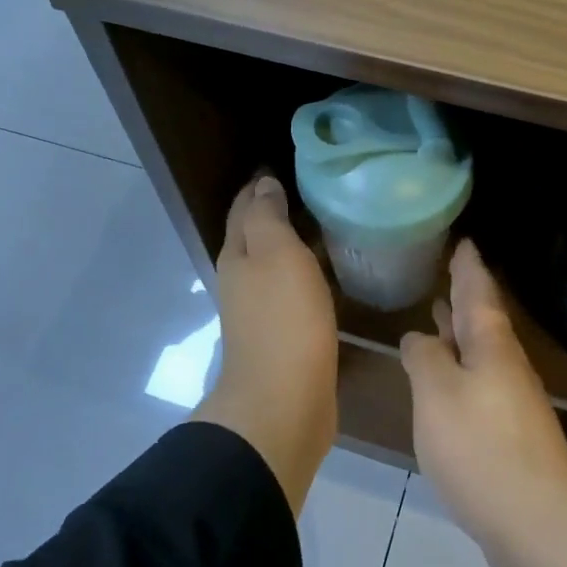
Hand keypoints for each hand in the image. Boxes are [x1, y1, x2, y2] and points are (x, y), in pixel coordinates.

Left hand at [192, 172, 339, 514]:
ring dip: (292, 243)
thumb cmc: (283, 320)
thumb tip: (263, 184)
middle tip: (315, 189)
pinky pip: (292, 290)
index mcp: (237, 255)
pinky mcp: (283, 335)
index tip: (286, 165)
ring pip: (274, 263)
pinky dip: (305, 273)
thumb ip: (268, 217)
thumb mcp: (276, 254)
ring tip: (327, 224)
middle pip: (255, 234)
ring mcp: (260, 310)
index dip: (260, 185)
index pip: (244, 208)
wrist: (283, 402)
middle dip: (275, 210)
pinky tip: (329, 273)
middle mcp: (242, 279)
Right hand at [400, 241, 566, 556]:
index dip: (468, 266)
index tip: (464, 241)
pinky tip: (445, 384)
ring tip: (439, 316)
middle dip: (465, 296)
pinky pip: (479, 385)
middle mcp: (506, 367)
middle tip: (449, 271)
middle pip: (483, 320)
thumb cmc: (481, 449)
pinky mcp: (509, 437)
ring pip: (481, 353)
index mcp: (491, 346)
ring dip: (461, 333)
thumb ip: (424, 358)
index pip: (478, 292)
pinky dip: (461, 370)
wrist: (538, 527)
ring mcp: (511, 403)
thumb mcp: (437, 394)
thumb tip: (419, 337)